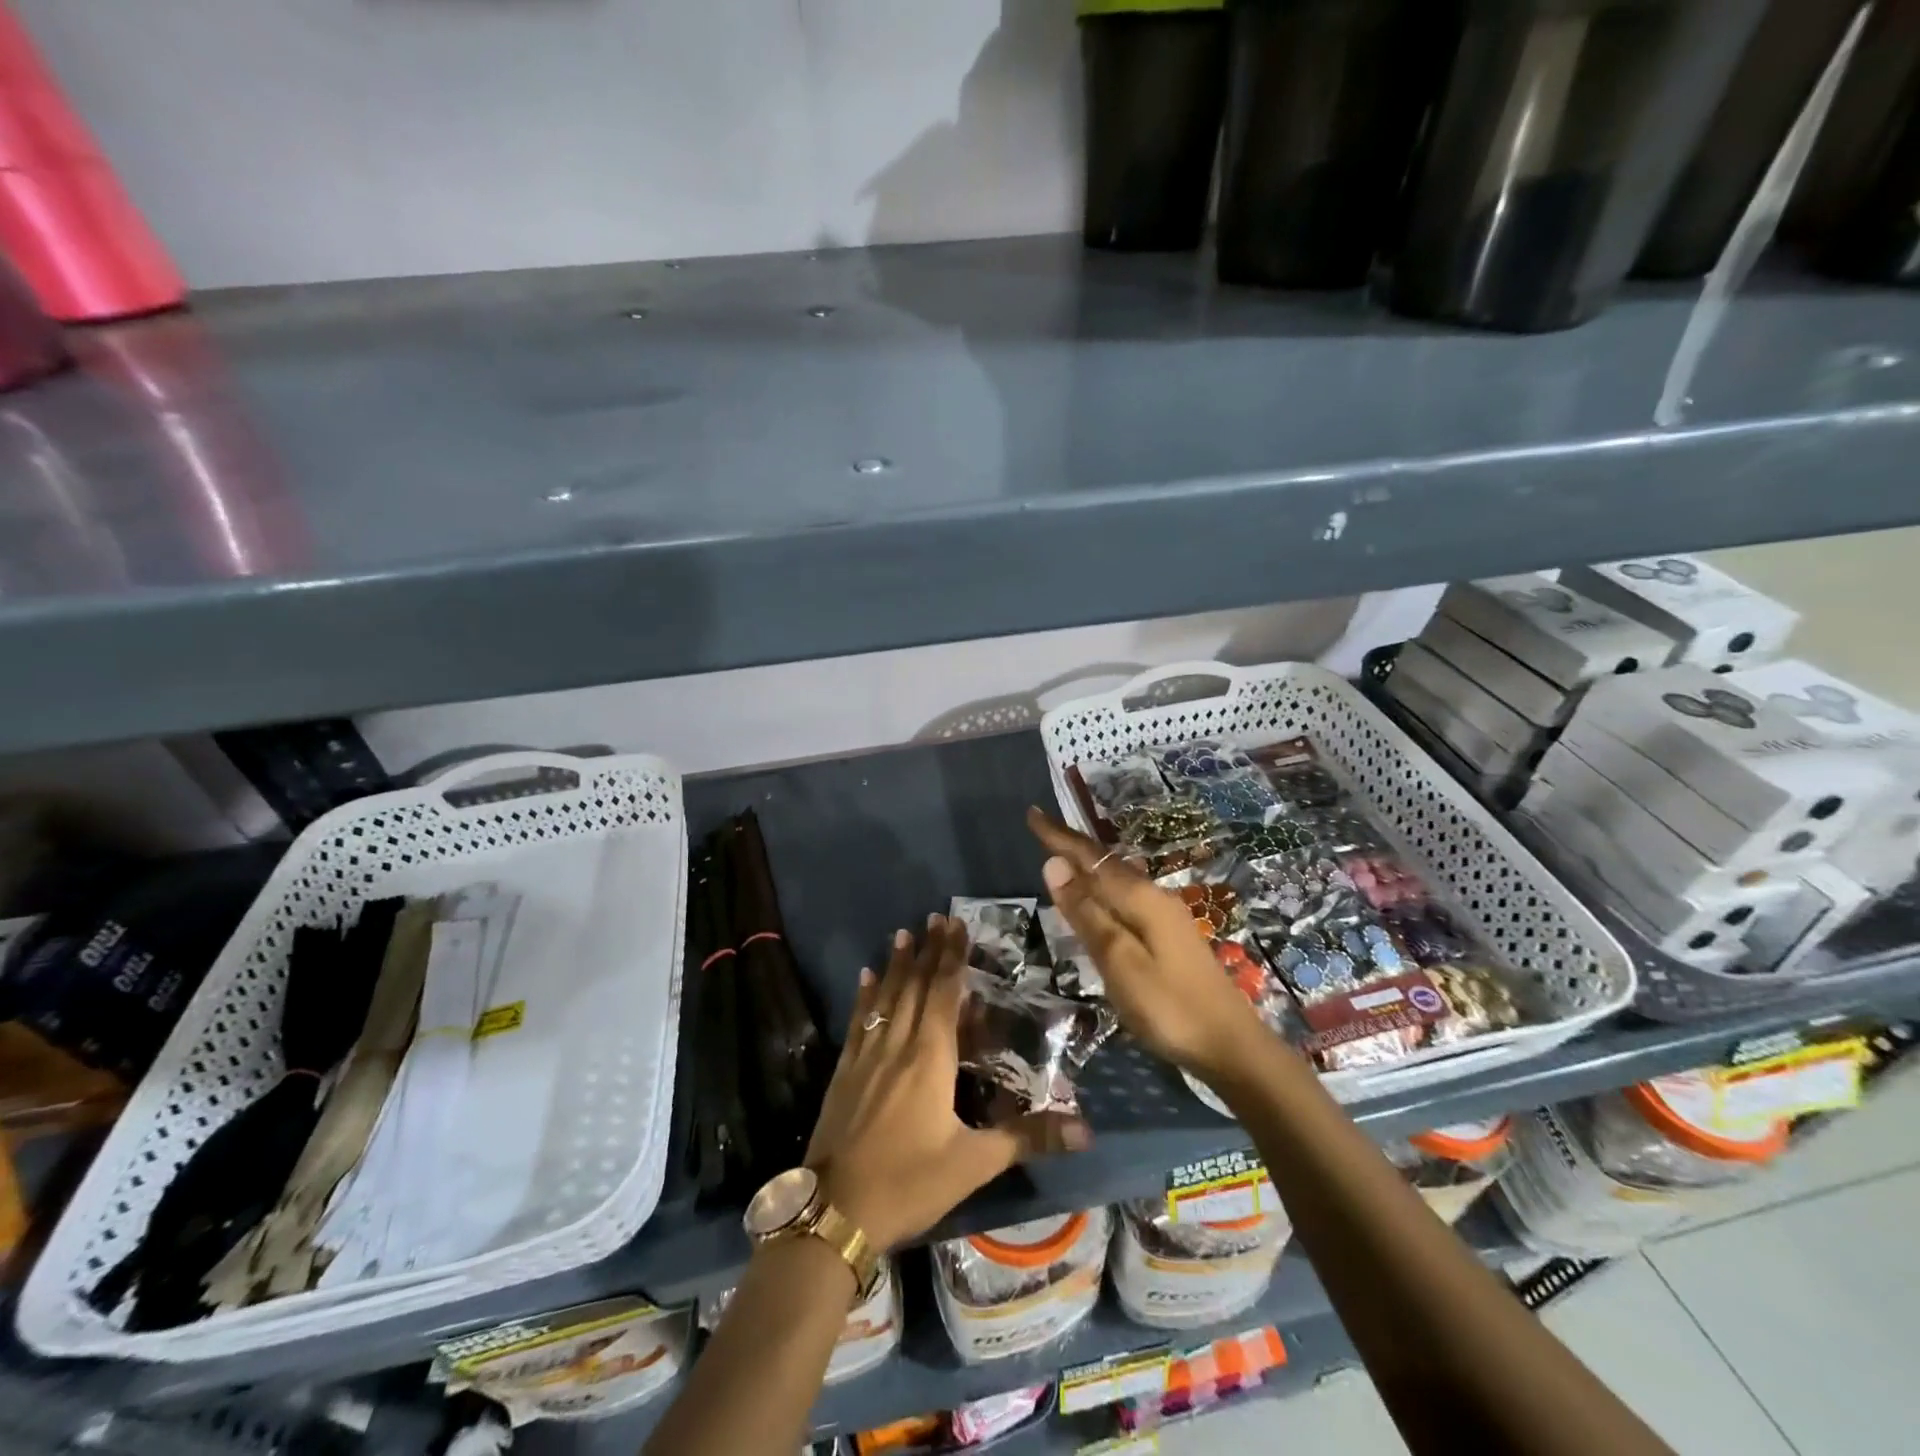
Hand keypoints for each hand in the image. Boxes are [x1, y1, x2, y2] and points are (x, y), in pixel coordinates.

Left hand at [803, 915, 1089, 1251]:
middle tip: (934, 917)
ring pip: (885, 997)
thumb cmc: (909, 1183)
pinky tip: (864, 978)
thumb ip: (1027, 1138)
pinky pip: (859, 1021)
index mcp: (930, 1058)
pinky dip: (864, 996)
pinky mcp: (844, 1072)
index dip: (952, 957)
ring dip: (895, 964)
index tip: (956, 924)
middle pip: (914, 986)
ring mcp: (866, 1056)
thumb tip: (1086, 1128)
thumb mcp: (973, 1164)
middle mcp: (897, 1044)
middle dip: (927, 950)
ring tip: (902, 933)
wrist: (834, 1212)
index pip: (944, 993)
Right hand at [1027, 808, 1263, 1082]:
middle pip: (1105, 862)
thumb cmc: (1168, 1007)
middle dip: (1072, 846)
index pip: (1090, 857)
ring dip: (1088, 865)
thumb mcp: (1118, 961)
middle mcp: (1153, 896)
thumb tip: (1054, 864)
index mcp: (1140, 898)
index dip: (1059, 837)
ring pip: (1117, 878)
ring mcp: (1165, 915)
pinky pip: (1126, 896)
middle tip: (1041, 830)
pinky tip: (1098, 898)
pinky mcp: (1169, 935)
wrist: (1230, 1045)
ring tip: (1061, 857)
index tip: (1032, 813)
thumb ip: (1086, 913)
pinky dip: (1102, 887)